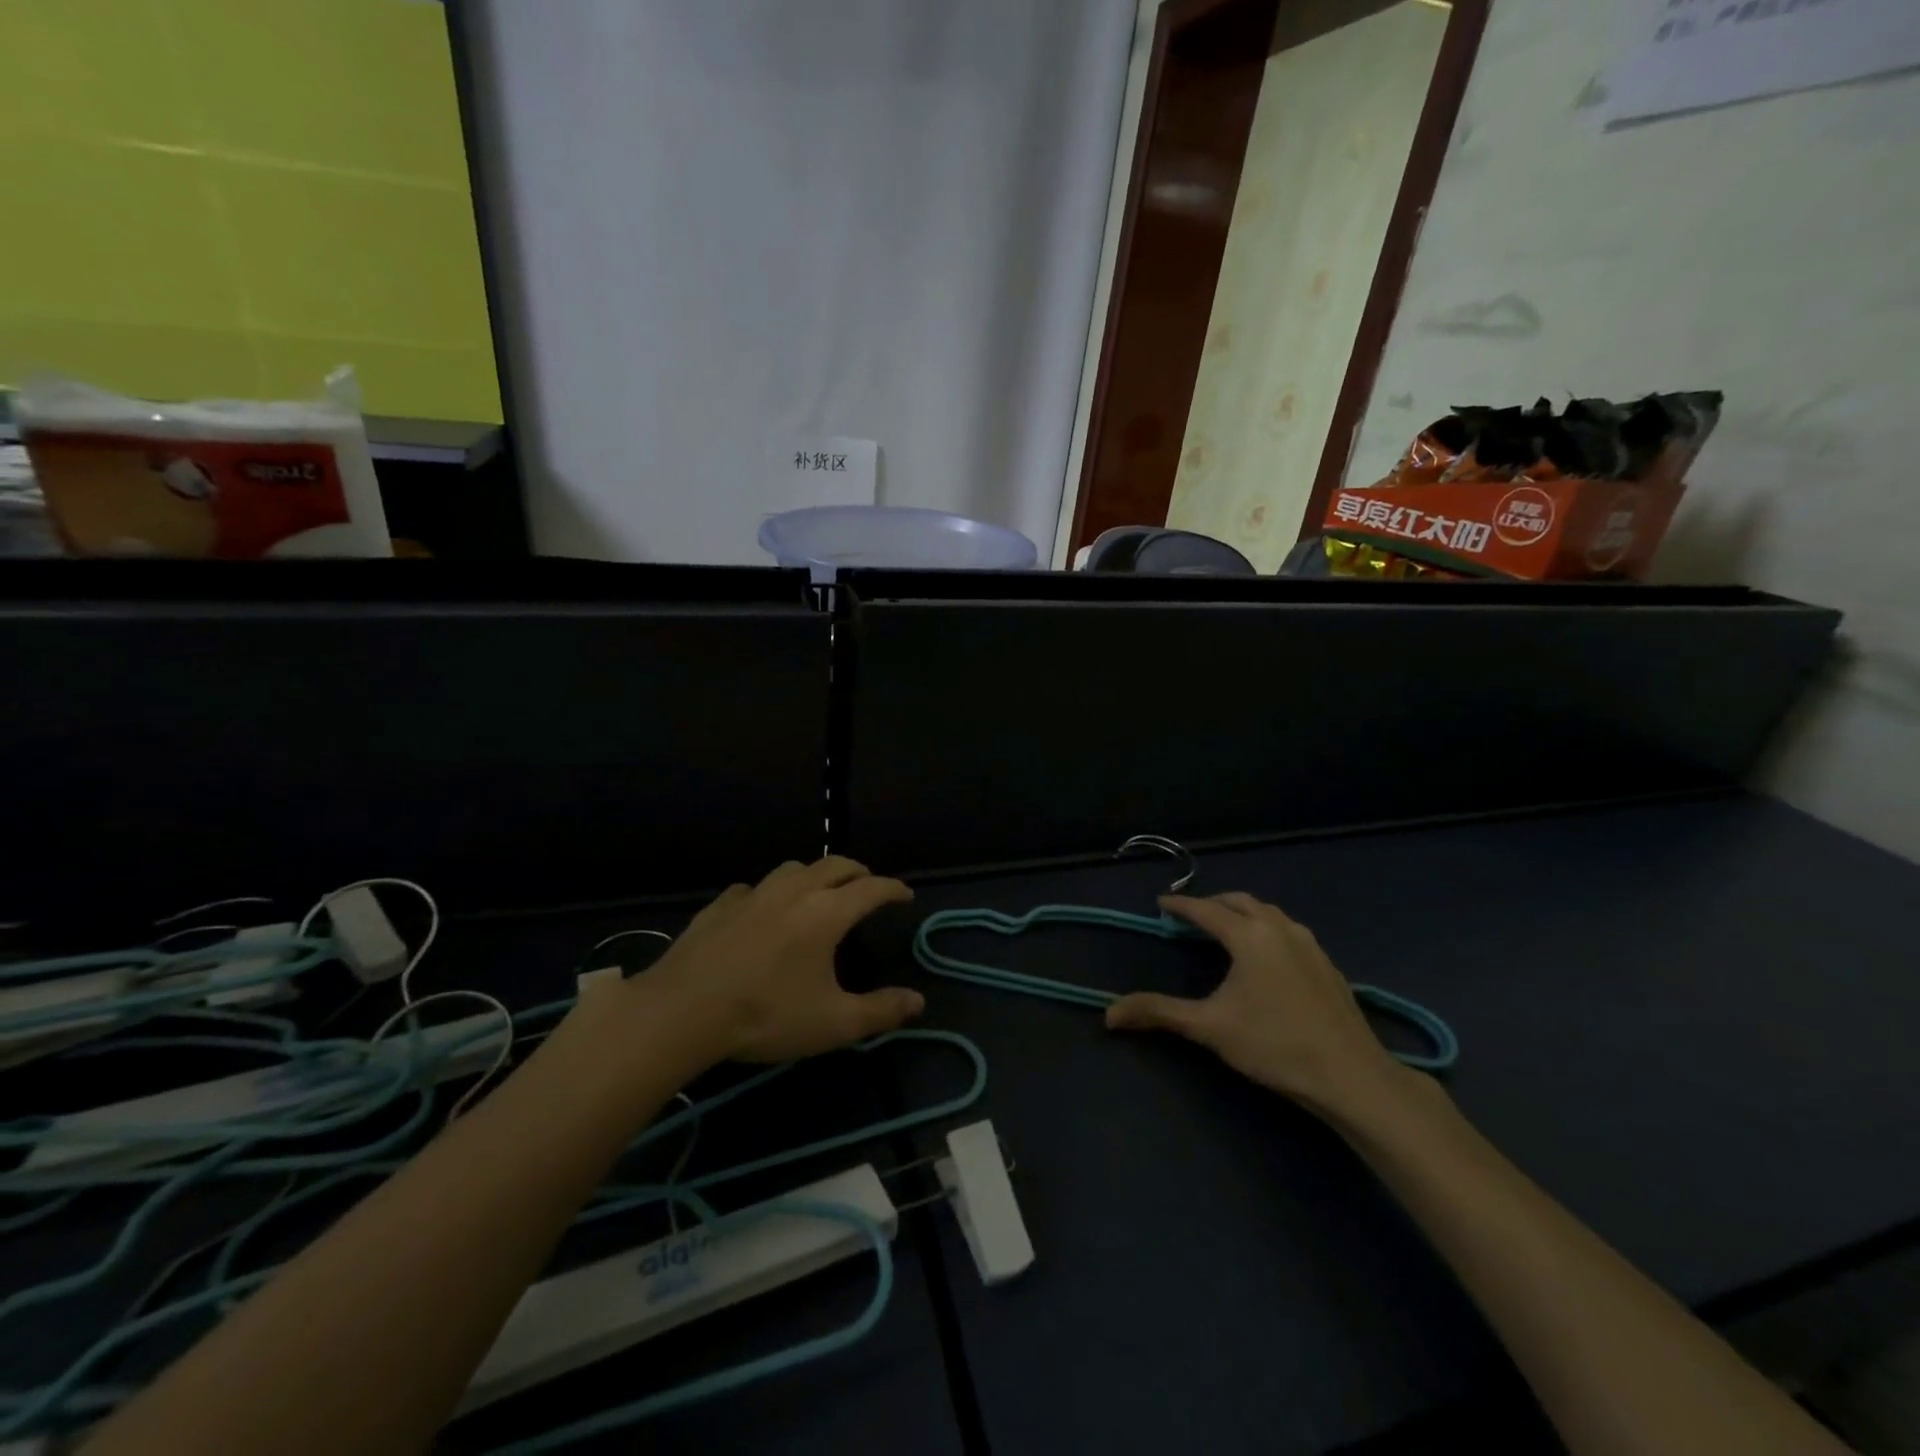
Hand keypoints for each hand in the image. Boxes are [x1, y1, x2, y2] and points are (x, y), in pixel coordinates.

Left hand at [636, 857, 922, 1063]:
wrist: (683, 1010)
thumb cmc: (767, 1015)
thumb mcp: (833, 1023)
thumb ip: (880, 1011)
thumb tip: (917, 1000)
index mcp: (827, 912)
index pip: (871, 888)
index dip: (892, 888)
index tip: (905, 895)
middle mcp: (794, 892)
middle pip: (835, 865)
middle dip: (858, 871)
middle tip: (868, 885)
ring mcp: (754, 895)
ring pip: (793, 869)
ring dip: (815, 874)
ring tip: (820, 890)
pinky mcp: (720, 906)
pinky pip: (753, 888)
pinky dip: (769, 893)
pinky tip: (762, 909)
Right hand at [1105, 892, 1408, 1118]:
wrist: (1352, 1076)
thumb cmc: (1274, 1045)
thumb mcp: (1209, 1028)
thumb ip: (1158, 1012)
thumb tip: (1109, 1013)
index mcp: (1249, 935)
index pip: (1206, 910)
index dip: (1181, 905)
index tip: (1162, 903)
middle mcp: (1280, 929)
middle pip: (1240, 902)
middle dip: (1213, 904)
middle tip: (1191, 917)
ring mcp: (1310, 945)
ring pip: (1270, 913)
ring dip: (1243, 913)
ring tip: (1227, 930)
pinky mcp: (1328, 964)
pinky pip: (1290, 931)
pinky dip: (1268, 929)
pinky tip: (1267, 956)